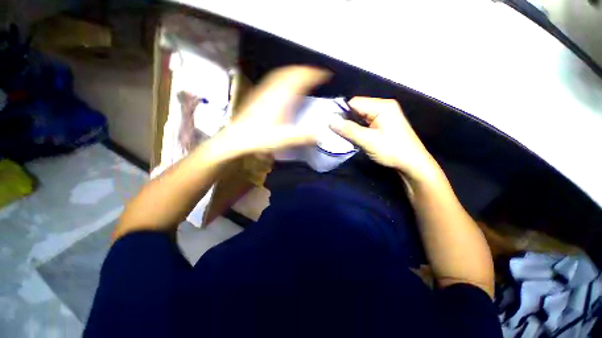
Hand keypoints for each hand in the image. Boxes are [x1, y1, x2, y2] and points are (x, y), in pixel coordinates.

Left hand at [213, 66, 329, 159]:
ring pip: (281, 74)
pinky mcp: (258, 95)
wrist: (236, 138)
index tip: (324, 74)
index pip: (300, 78)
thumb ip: (303, 137)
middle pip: (291, 72)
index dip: (314, 74)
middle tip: (315, 74)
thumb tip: (320, 136)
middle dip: (305, 70)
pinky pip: (273, 79)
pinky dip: (283, 77)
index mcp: (280, 98)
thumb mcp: (284, 139)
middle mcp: (272, 90)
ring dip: (294, 72)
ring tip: (303, 75)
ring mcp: (264, 91)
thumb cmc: (258, 138)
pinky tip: (284, 83)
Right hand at [330, 97, 437, 181]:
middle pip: (358, 108)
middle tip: (337, 131)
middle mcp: (384, 106)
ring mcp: (385, 115)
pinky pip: (366, 122)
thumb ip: (349, 130)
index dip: (342, 112)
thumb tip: (330, 122)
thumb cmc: (392, 150)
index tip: (332, 123)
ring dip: (352, 125)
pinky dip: (359, 128)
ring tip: (344, 134)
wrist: (412, 163)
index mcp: (382, 106)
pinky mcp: (384, 123)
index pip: (355, 102)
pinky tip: (354, 135)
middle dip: (347, 119)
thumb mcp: (368, 141)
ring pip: (361, 116)